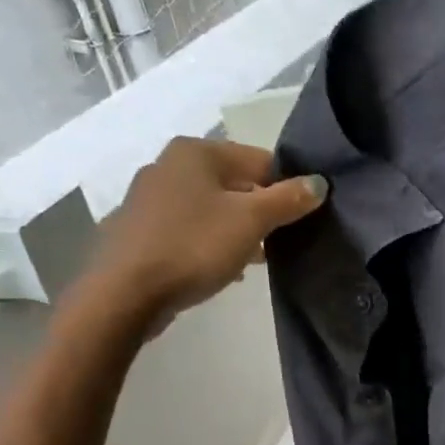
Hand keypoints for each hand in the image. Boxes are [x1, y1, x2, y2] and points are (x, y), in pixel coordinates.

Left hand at [74, 136, 327, 334]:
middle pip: (234, 183)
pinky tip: (223, 268)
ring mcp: (150, 199)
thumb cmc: (193, 246)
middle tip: (281, 242)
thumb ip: (288, 199)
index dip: (286, 187)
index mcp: (196, 152)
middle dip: (260, 211)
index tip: (301, 218)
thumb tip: (319, 183)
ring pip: (211, 208)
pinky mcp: (140, 231)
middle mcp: (169, 165)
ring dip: (237, 230)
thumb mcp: (251, 221)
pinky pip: (189, 230)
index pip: (260, 159)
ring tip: (256, 259)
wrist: (125, 292)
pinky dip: (210, 243)